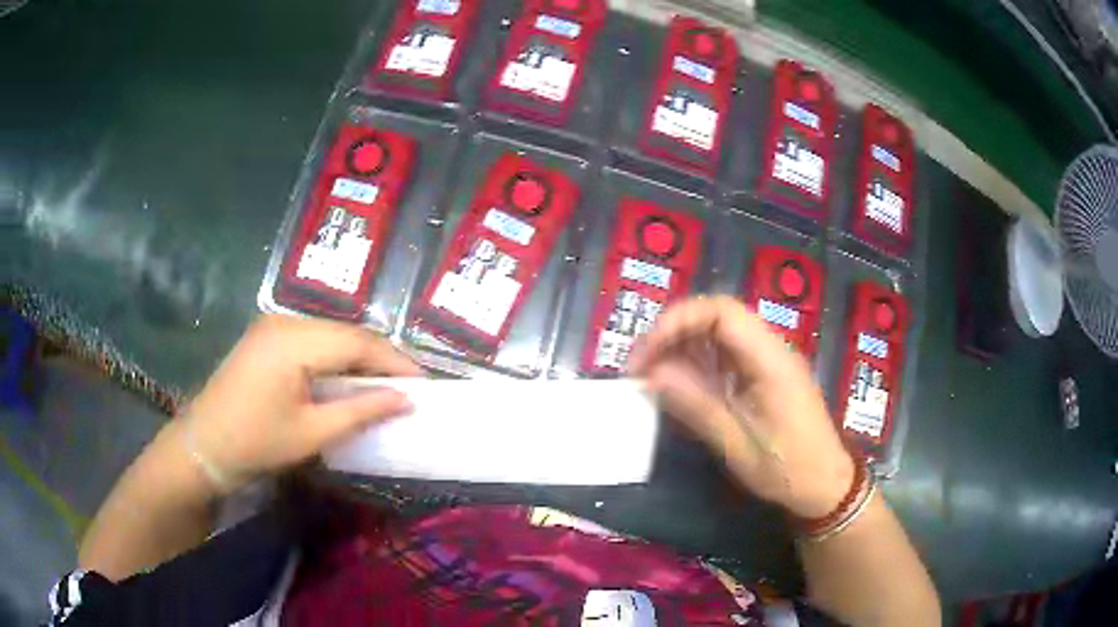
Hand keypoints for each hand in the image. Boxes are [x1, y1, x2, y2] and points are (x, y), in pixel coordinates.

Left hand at [181, 315, 422, 492]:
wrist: (203, 446)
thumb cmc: (256, 443)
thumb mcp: (312, 433)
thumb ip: (361, 411)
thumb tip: (406, 401)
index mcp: (293, 341)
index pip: (357, 341)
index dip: (394, 360)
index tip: (424, 383)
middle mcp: (284, 321)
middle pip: (345, 333)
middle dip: (379, 358)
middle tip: (408, 386)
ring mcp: (272, 326)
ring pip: (330, 334)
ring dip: (358, 357)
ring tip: (384, 384)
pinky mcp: (266, 337)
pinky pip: (312, 340)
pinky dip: (335, 357)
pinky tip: (347, 378)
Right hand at [628, 296, 853, 518]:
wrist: (826, 484)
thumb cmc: (787, 469)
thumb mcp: (737, 445)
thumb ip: (696, 405)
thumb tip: (652, 373)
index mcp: (770, 360)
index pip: (720, 311)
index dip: (676, 322)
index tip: (646, 356)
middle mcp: (771, 349)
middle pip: (717, 316)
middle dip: (673, 333)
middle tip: (641, 367)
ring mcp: (769, 360)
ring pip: (719, 333)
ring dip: (683, 348)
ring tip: (653, 378)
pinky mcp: (765, 374)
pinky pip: (727, 355)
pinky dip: (698, 364)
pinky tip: (681, 387)